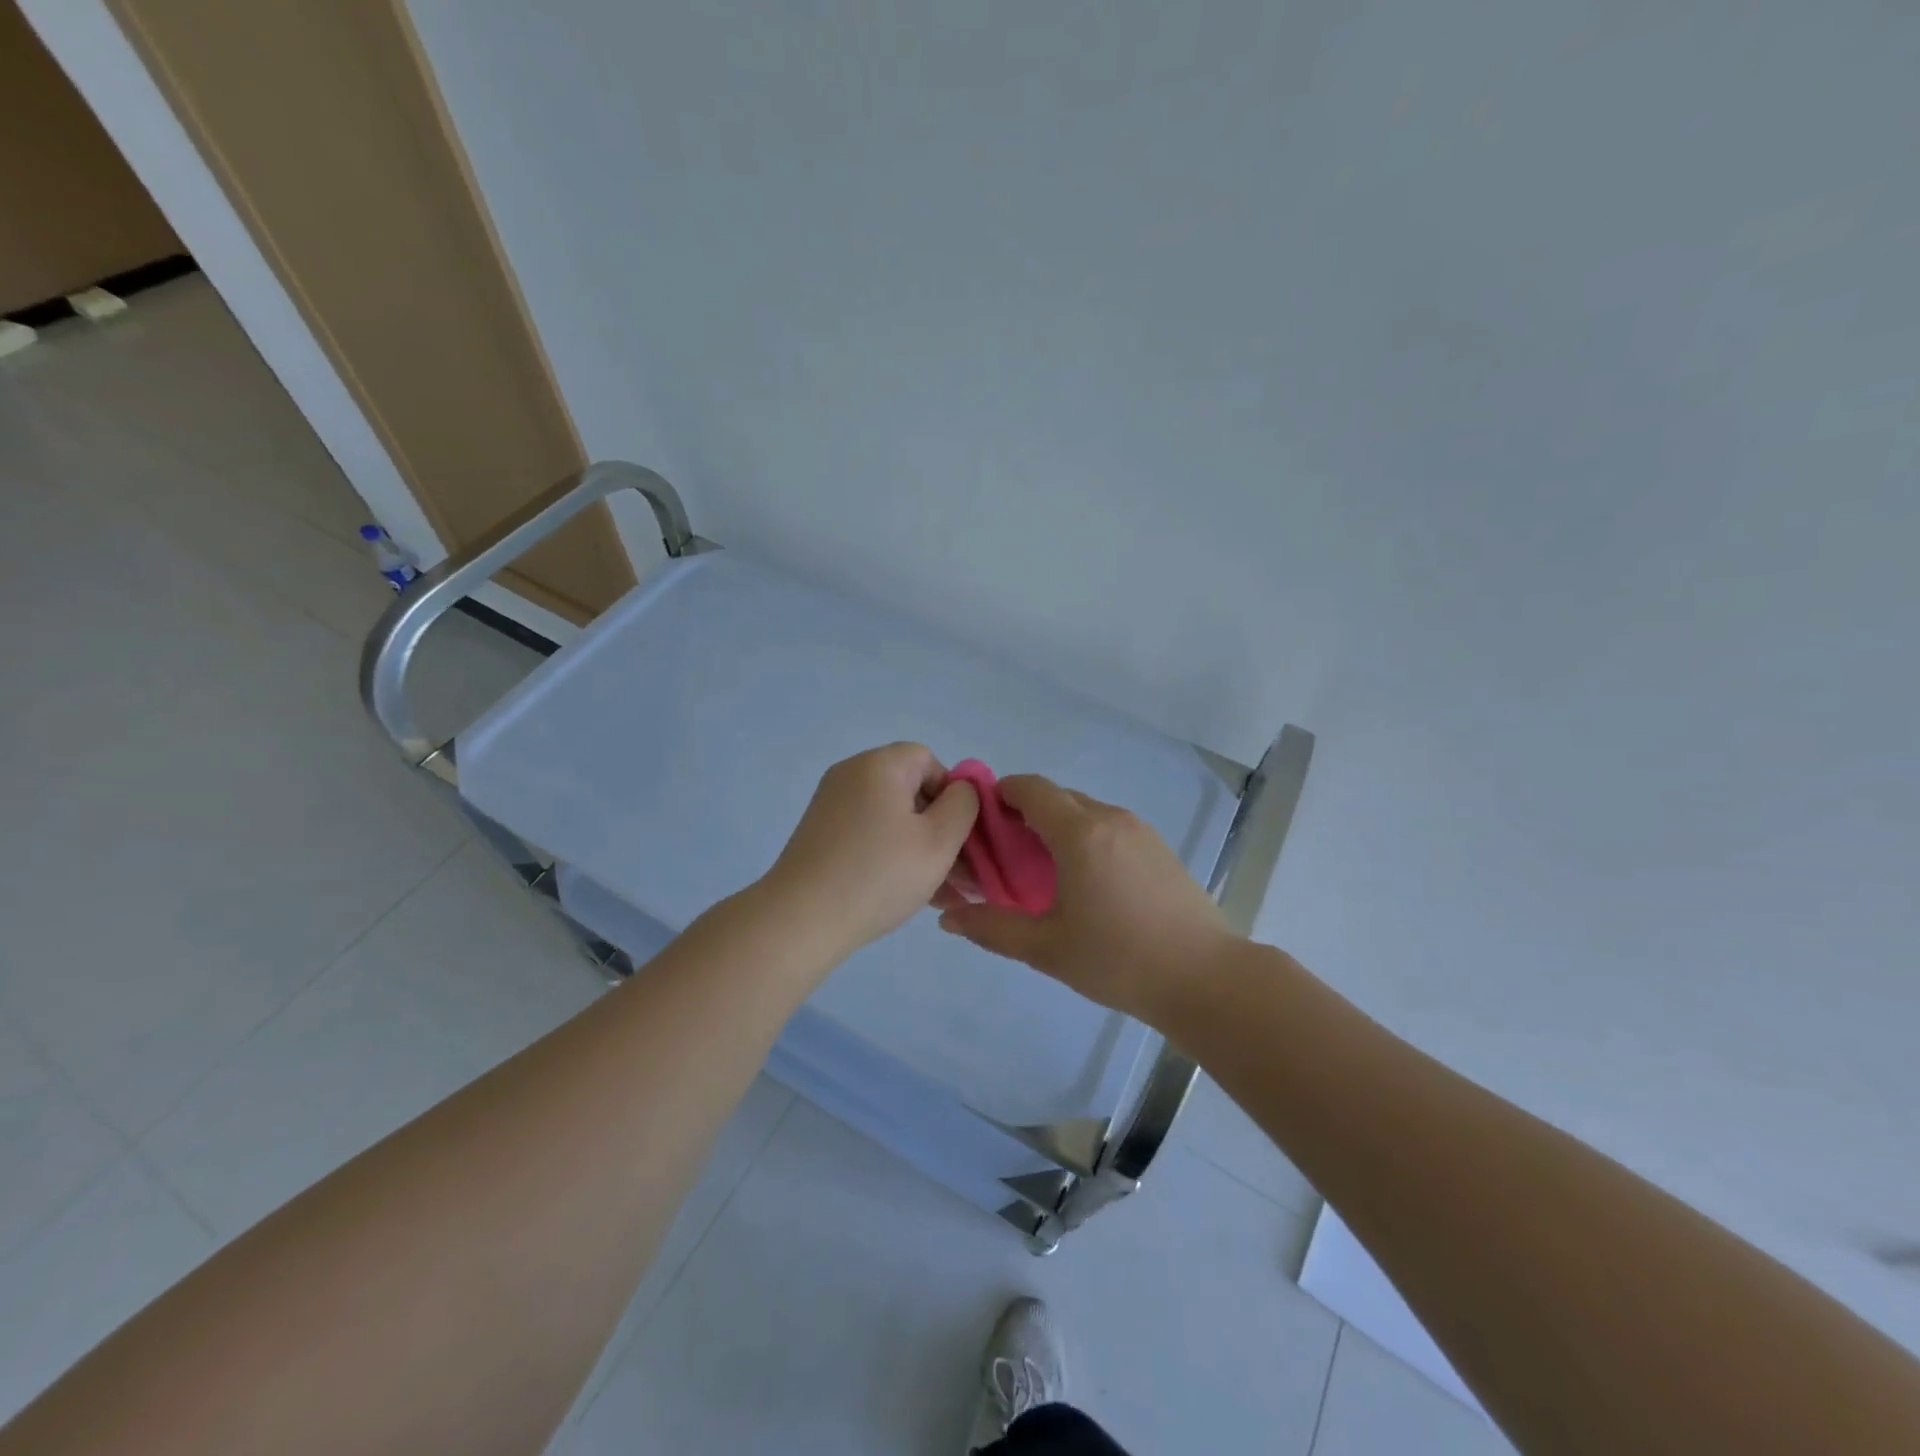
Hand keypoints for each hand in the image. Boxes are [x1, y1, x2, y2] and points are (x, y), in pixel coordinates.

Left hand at [760, 743, 979, 964]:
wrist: (801, 920)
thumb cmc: (879, 874)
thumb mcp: (940, 840)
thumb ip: (964, 805)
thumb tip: (961, 790)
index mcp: (880, 765)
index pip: (929, 760)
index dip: (952, 793)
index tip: (958, 836)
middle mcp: (851, 775)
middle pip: (910, 789)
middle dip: (940, 828)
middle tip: (958, 872)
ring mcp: (831, 805)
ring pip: (892, 818)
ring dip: (919, 848)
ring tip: (939, 893)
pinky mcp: (820, 834)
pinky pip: (868, 834)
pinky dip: (890, 855)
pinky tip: (907, 894)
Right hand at [936, 775, 1236, 1024]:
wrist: (1206, 978)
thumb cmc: (1118, 959)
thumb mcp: (1046, 949)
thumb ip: (993, 928)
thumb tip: (949, 918)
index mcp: (1079, 832)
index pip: (1031, 787)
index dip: (1001, 794)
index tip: (983, 823)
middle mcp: (1110, 818)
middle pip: (1057, 797)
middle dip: (1026, 815)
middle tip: (1007, 857)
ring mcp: (1140, 831)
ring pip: (1086, 812)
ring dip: (1059, 828)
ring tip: (1045, 874)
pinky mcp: (1160, 848)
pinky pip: (1110, 828)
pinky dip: (1087, 839)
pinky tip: (1087, 883)